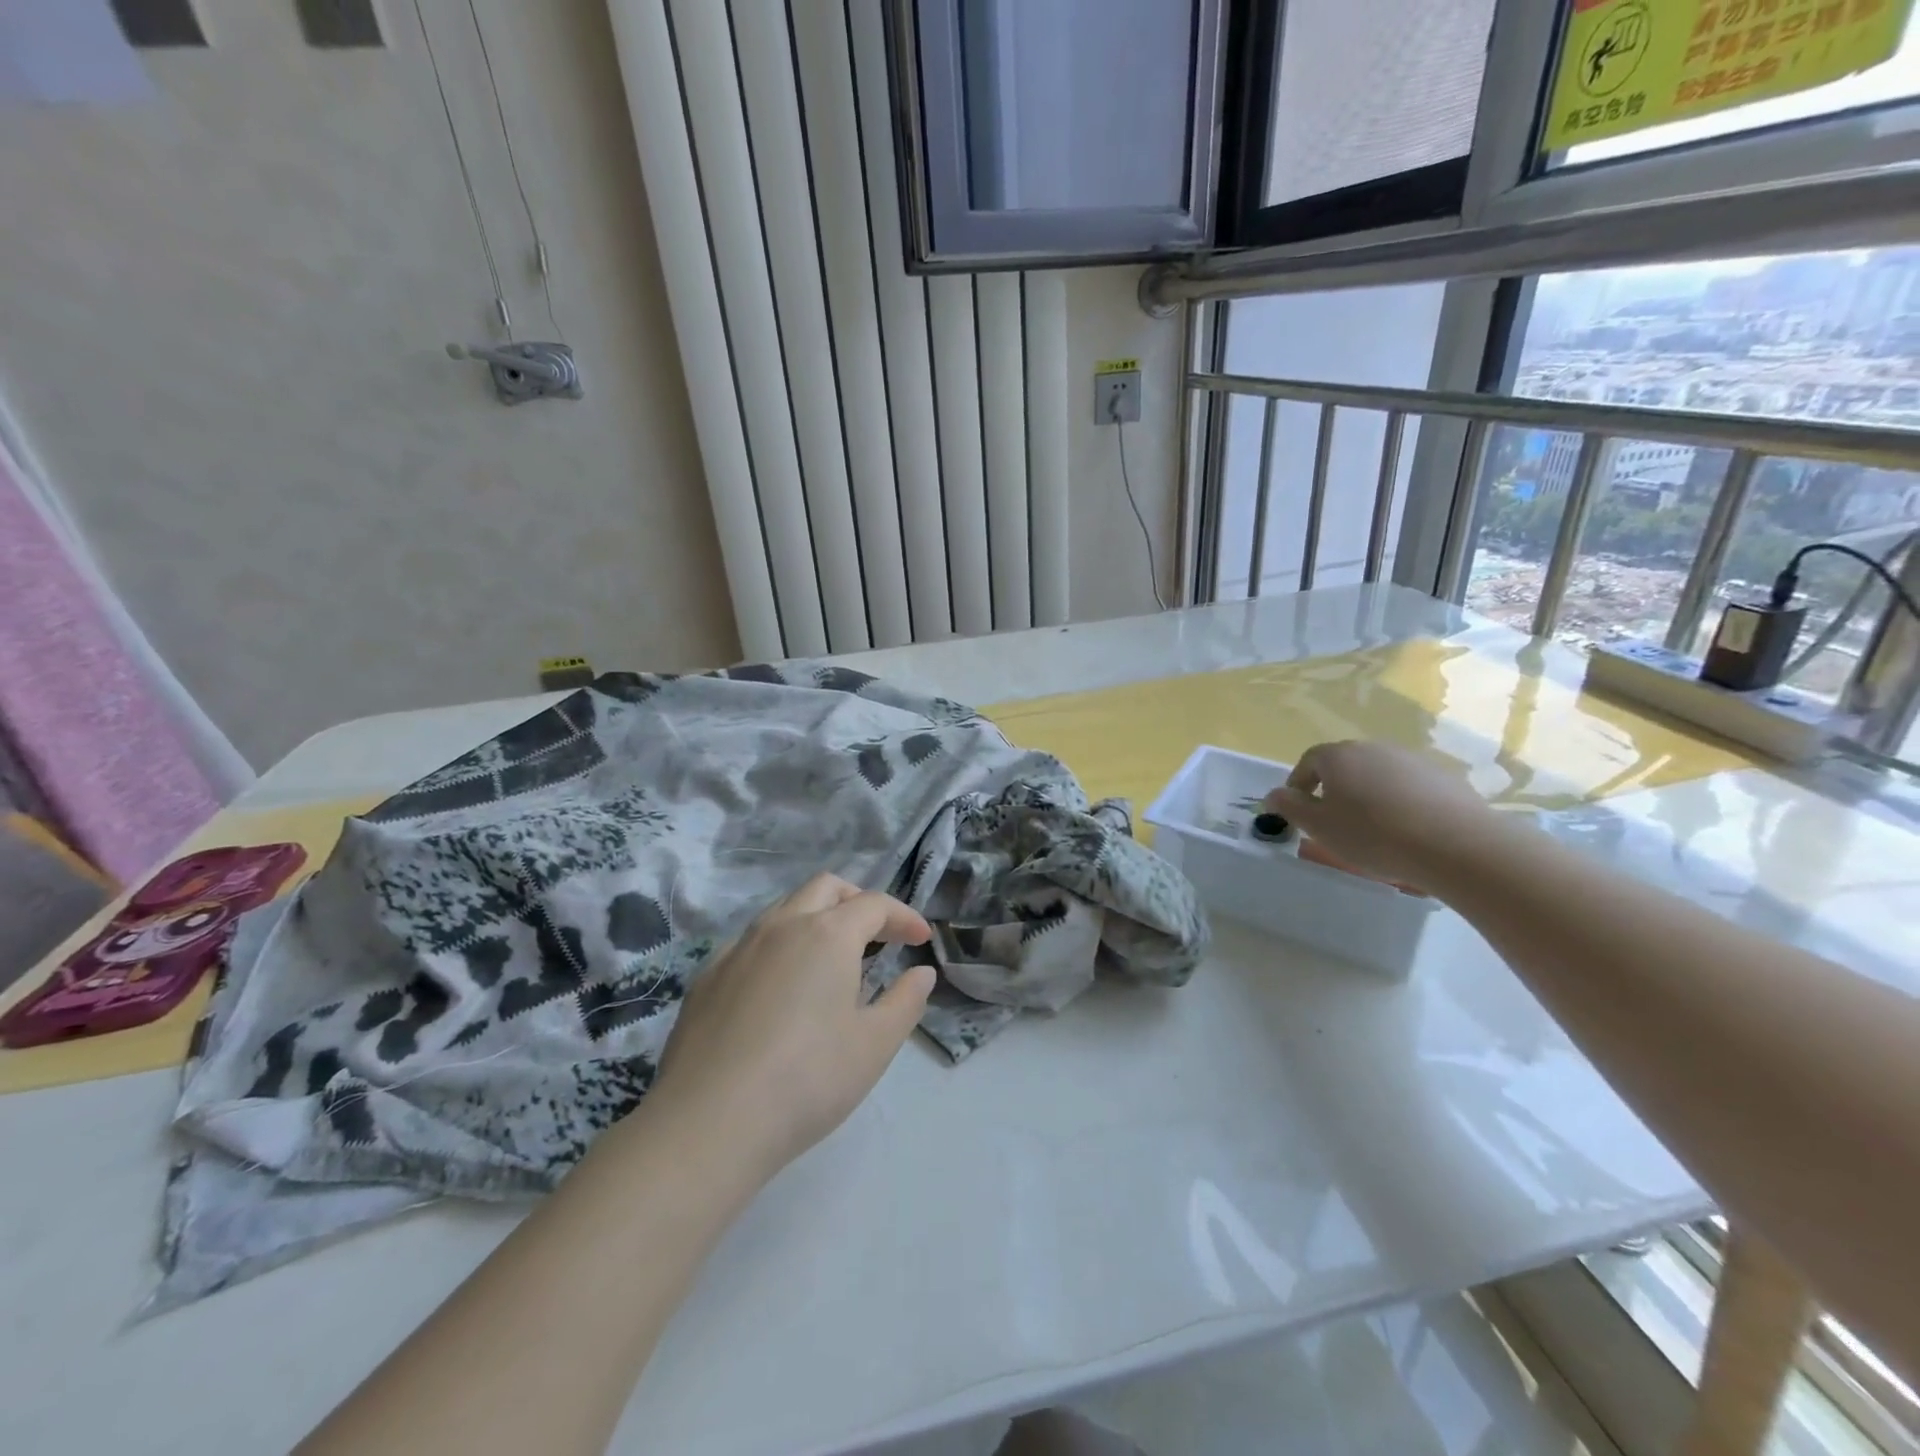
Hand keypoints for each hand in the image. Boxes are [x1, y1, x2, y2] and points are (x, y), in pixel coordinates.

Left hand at [647, 874, 933, 1178]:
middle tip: (878, 935)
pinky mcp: (707, 977)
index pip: (874, 904)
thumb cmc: (807, 1080)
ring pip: (784, 908)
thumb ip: (906, 1001)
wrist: (708, 1123)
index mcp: (827, 935)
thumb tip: (922, 973)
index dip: (904, 916)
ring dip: (816, 918)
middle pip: (825, 888)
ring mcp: (738, 948)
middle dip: (858, 901)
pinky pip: (751, 941)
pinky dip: (779, 946)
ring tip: (831, 960)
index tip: (921, 939)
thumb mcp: (874, 1045)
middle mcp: (781, 926)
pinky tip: (780, 989)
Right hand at [1261, 740, 1504, 893]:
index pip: (1308, 761)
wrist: (1458, 846)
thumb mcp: (1319, 827)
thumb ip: (1290, 807)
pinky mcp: (1444, 777)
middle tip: (1333, 822)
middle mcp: (1374, 748)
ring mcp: (1412, 760)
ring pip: (1378, 775)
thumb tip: (1272, 795)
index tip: (1299, 810)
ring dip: (1368, 795)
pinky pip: (1409, 786)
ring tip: (1373, 830)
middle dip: (1334, 789)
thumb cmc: (1374, 835)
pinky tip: (1407, 831)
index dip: (1298, 784)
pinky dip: (1399, 802)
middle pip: (1345, 765)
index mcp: (1339, 756)